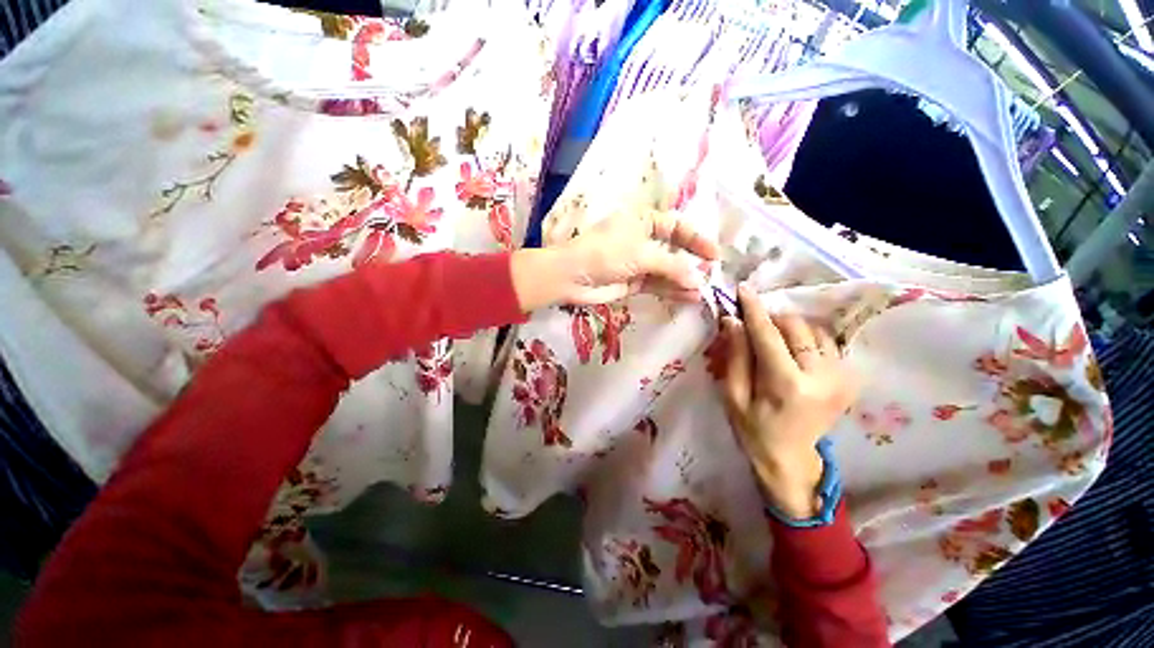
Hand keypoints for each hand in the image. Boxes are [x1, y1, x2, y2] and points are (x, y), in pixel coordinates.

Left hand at [511, 209, 717, 309]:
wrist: (572, 277)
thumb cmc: (604, 253)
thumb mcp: (641, 253)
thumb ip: (671, 266)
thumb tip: (697, 280)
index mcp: (642, 221)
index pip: (676, 226)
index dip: (696, 239)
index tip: (714, 255)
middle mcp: (641, 240)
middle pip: (673, 250)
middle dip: (691, 263)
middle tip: (709, 276)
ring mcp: (636, 263)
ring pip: (665, 271)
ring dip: (682, 281)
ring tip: (701, 292)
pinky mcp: (632, 283)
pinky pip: (656, 285)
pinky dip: (671, 291)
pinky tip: (687, 297)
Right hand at [719, 284, 858, 519]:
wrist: (790, 457)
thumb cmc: (753, 428)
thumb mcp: (733, 395)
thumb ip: (735, 356)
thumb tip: (733, 321)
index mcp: (787, 385)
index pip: (768, 335)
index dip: (754, 309)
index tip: (744, 289)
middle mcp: (821, 377)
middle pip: (795, 326)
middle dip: (771, 319)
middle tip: (753, 326)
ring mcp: (841, 378)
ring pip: (814, 330)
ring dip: (790, 328)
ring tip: (773, 340)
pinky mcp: (850, 379)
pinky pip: (828, 342)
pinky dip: (807, 338)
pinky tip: (794, 350)